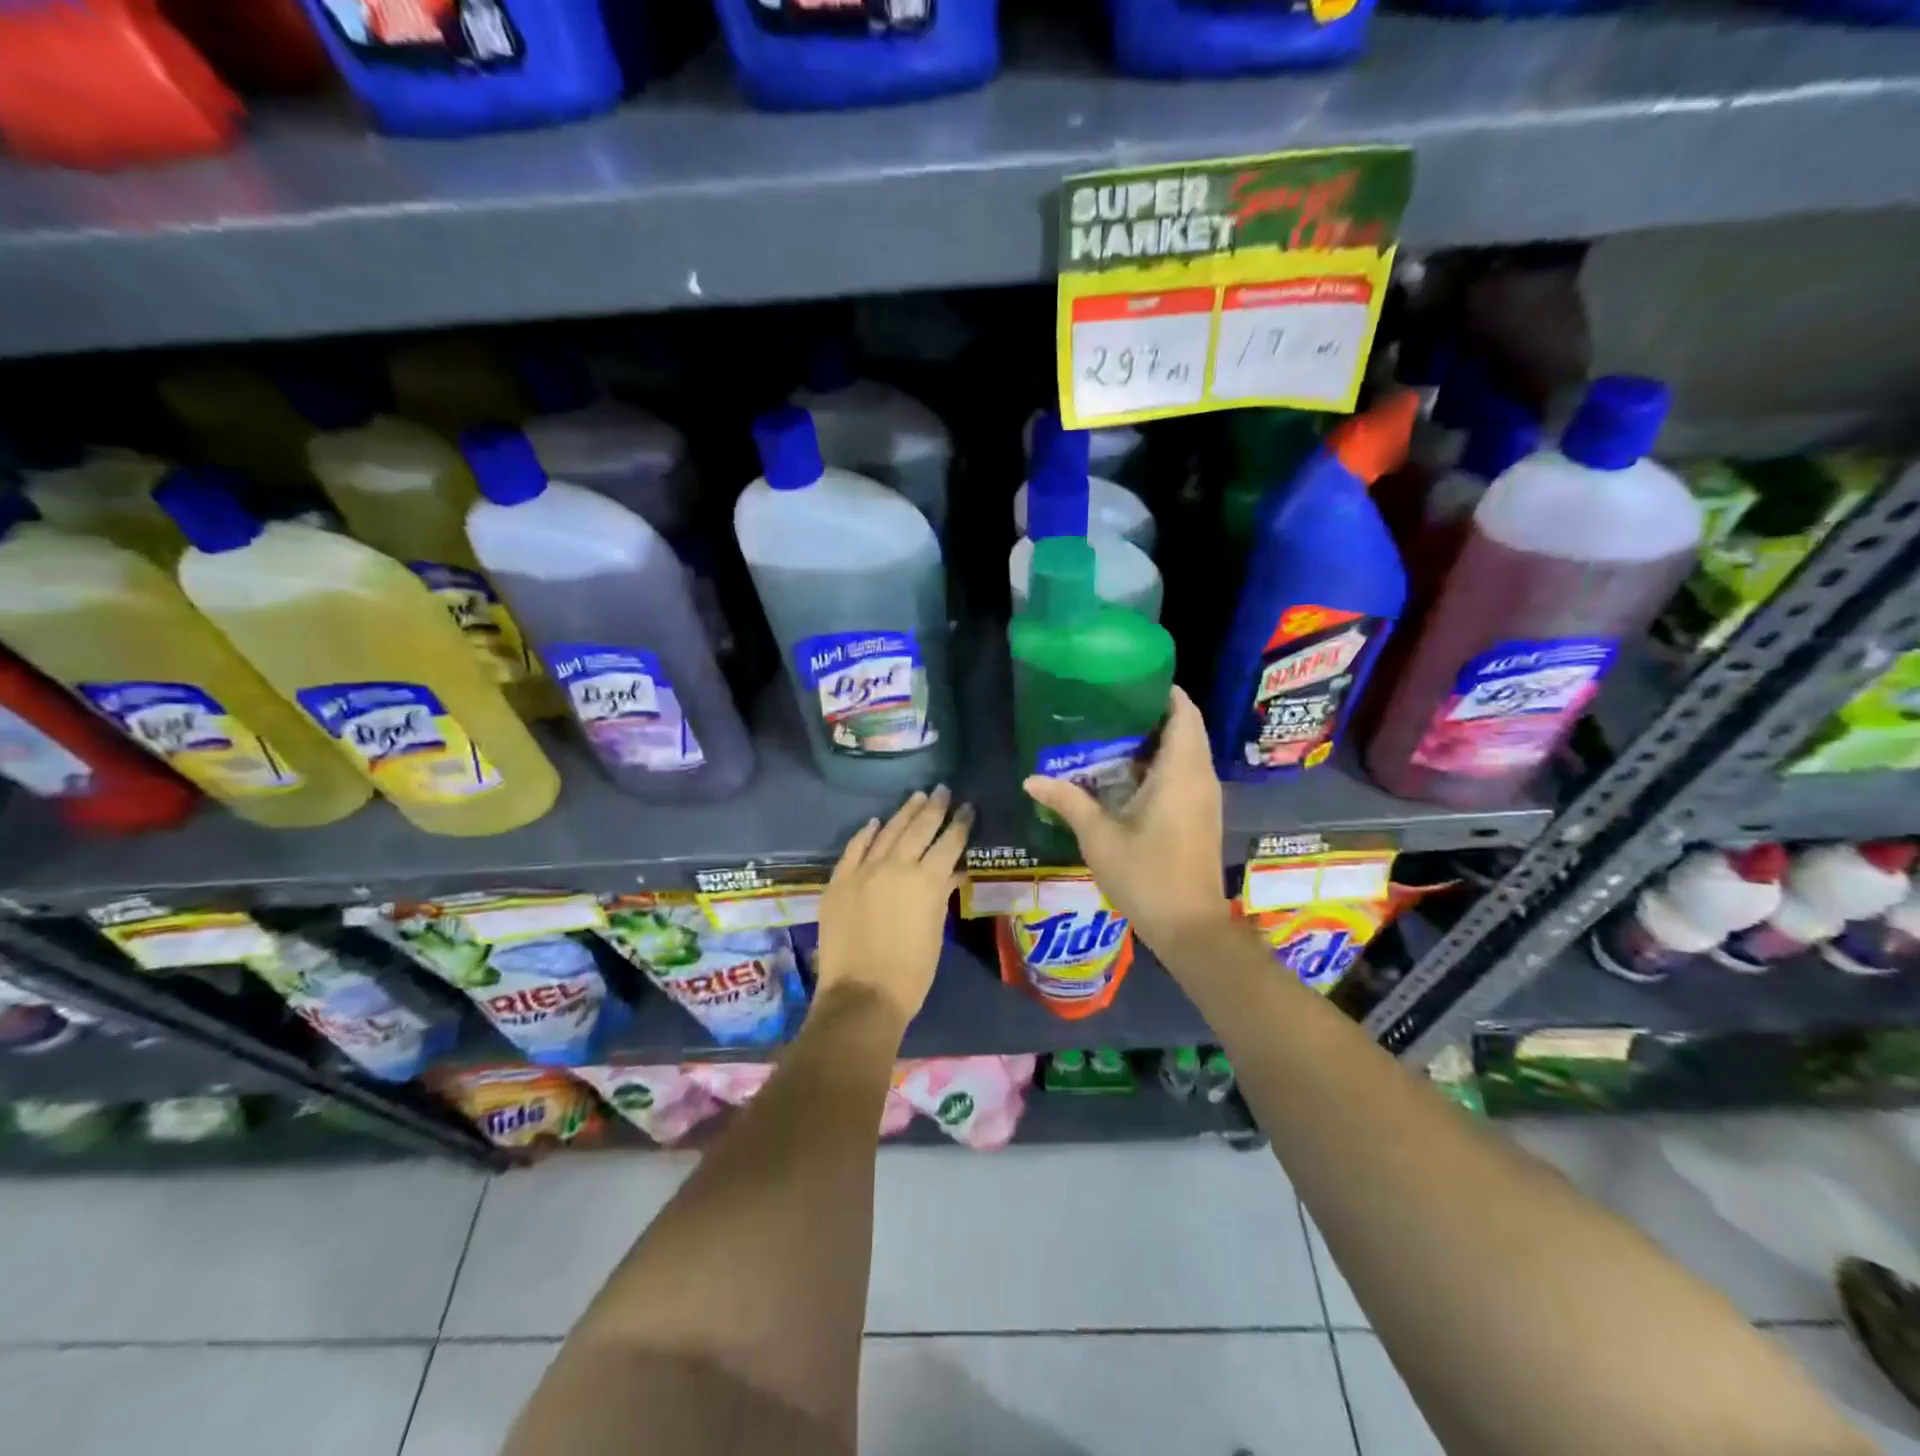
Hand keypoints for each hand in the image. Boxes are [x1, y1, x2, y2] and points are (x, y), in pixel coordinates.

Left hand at [813, 785, 972, 1028]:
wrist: (862, 994)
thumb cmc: (911, 972)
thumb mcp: (935, 931)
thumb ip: (941, 896)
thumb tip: (951, 873)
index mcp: (927, 881)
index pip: (949, 843)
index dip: (960, 824)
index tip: (968, 807)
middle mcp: (896, 867)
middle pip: (918, 829)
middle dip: (934, 808)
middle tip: (943, 790)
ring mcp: (864, 871)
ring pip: (887, 832)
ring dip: (903, 813)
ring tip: (916, 796)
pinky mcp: (839, 882)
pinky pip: (854, 849)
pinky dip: (866, 834)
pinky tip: (875, 822)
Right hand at [1022, 686, 1229, 950]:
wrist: (1190, 926)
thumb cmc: (1146, 876)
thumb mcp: (1099, 837)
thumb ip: (1068, 801)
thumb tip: (1030, 779)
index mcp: (1181, 772)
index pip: (1184, 713)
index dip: (1163, 692)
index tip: (1129, 681)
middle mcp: (1200, 777)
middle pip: (1186, 729)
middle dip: (1153, 714)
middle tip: (1110, 708)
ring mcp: (1206, 798)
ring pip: (1188, 752)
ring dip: (1157, 741)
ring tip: (1112, 735)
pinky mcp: (1202, 816)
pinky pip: (1187, 773)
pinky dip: (1163, 764)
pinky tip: (1127, 775)